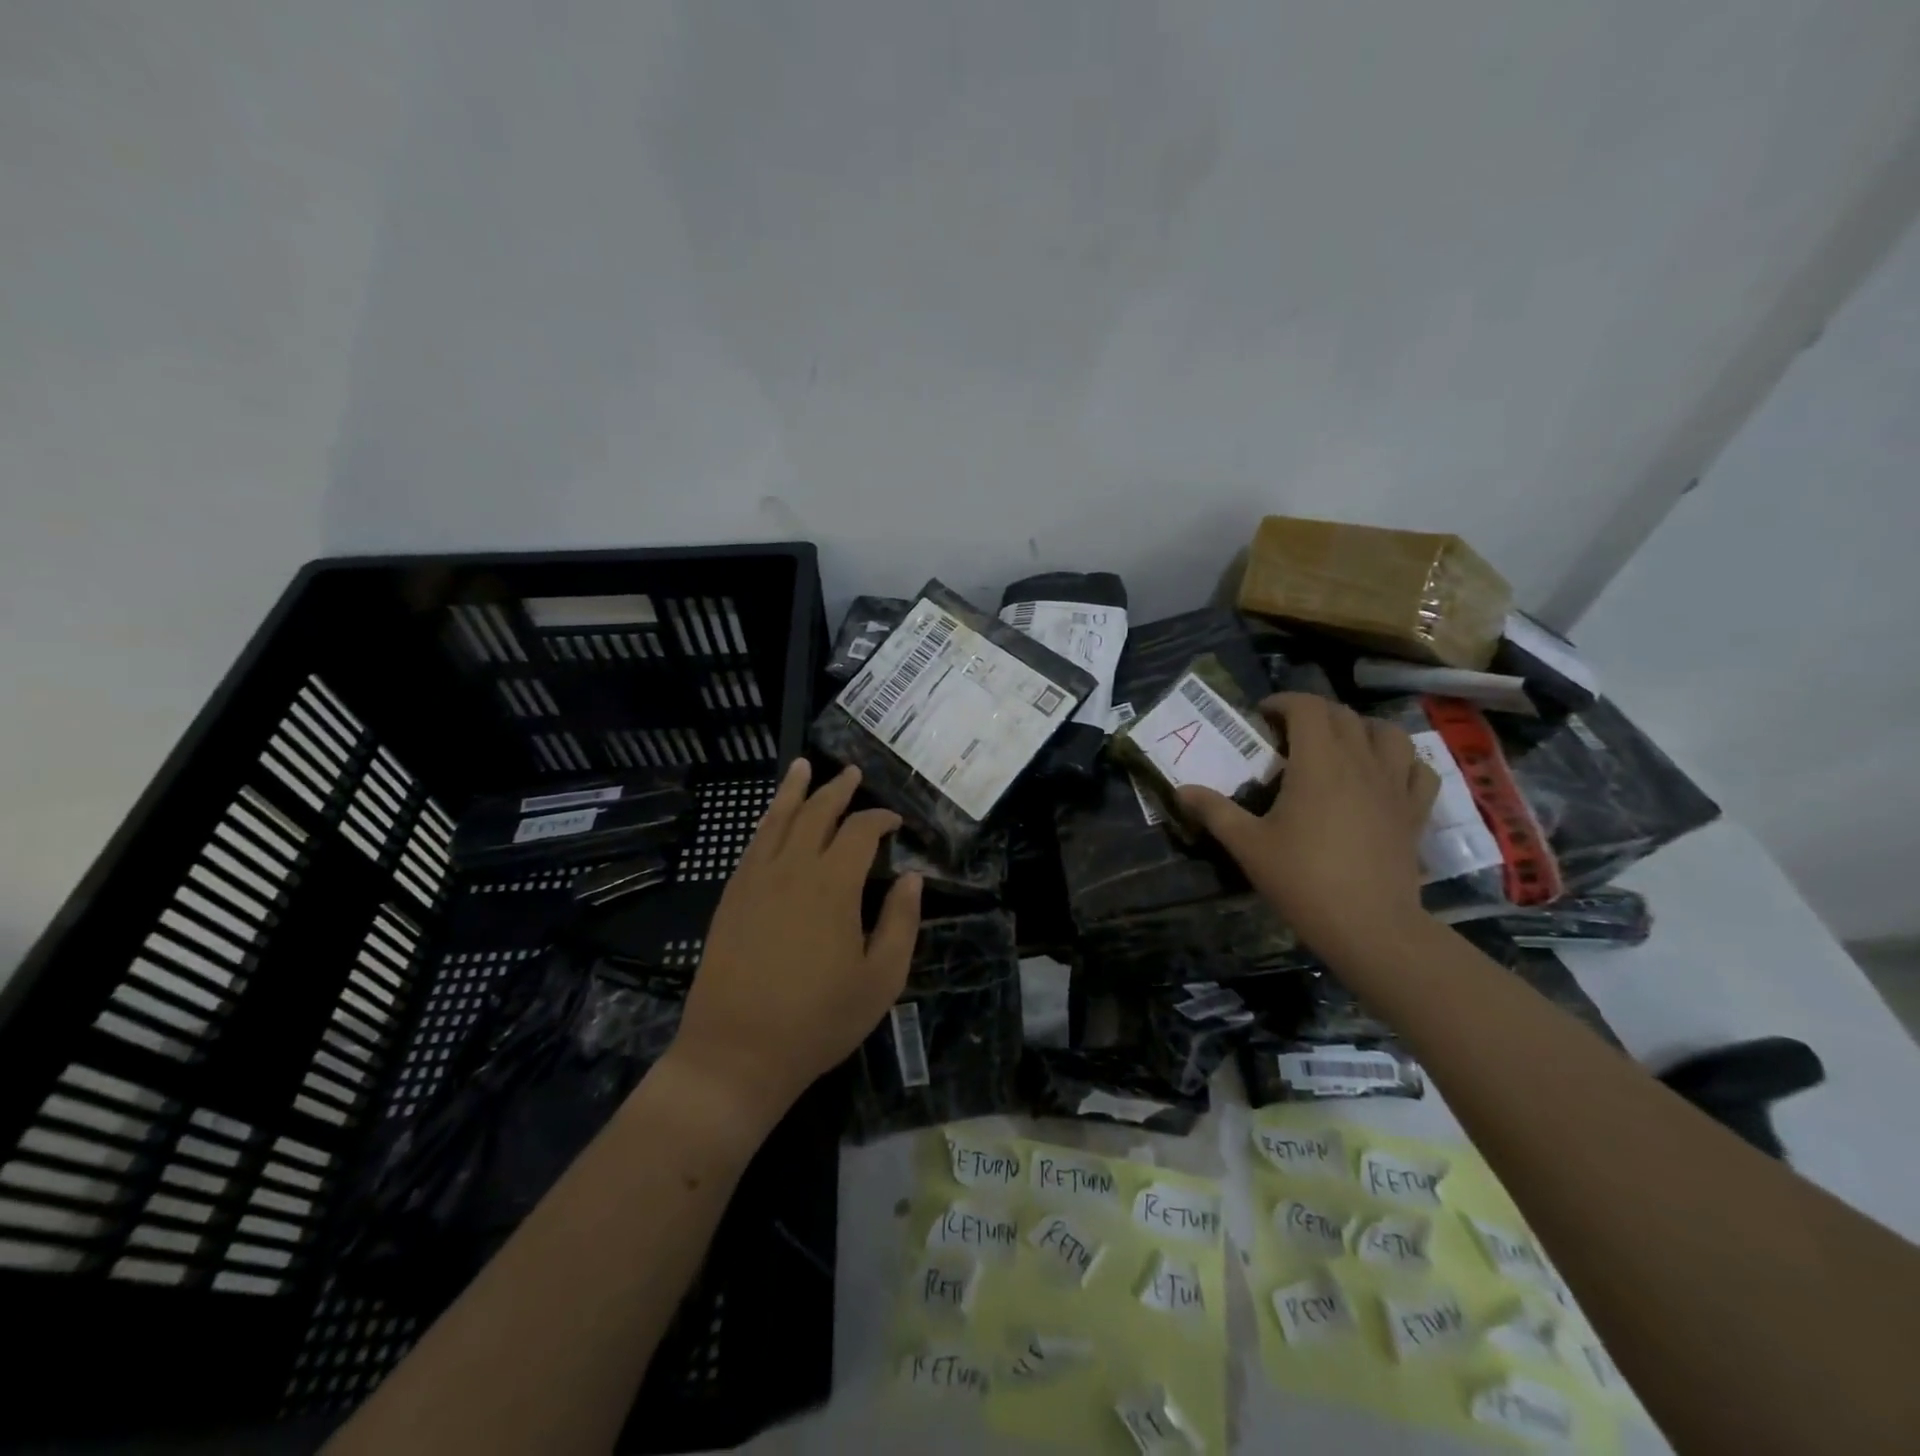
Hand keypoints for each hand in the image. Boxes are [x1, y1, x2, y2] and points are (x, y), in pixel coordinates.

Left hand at [670, 760, 922, 1127]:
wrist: (736, 1053)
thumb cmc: (818, 1021)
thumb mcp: (880, 980)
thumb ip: (901, 923)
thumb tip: (913, 878)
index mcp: (833, 886)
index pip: (860, 832)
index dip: (880, 819)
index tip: (894, 823)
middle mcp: (792, 869)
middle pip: (816, 813)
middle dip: (838, 790)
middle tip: (853, 775)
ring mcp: (755, 880)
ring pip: (777, 819)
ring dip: (794, 790)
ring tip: (804, 767)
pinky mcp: (731, 897)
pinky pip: (752, 844)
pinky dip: (767, 821)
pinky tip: (772, 817)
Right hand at [1177, 693, 1438, 960]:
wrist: (1370, 926)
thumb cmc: (1303, 880)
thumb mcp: (1248, 845)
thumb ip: (1215, 811)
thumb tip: (1181, 790)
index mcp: (1318, 763)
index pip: (1307, 707)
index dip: (1283, 702)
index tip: (1262, 716)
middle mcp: (1361, 762)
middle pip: (1343, 715)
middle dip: (1314, 713)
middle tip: (1289, 734)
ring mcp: (1395, 786)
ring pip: (1388, 733)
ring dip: (1361, 728)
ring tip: (1340, 745)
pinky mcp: (1415, 812)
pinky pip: (1419, 769)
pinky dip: (1402, 761)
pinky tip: (1385, 773)